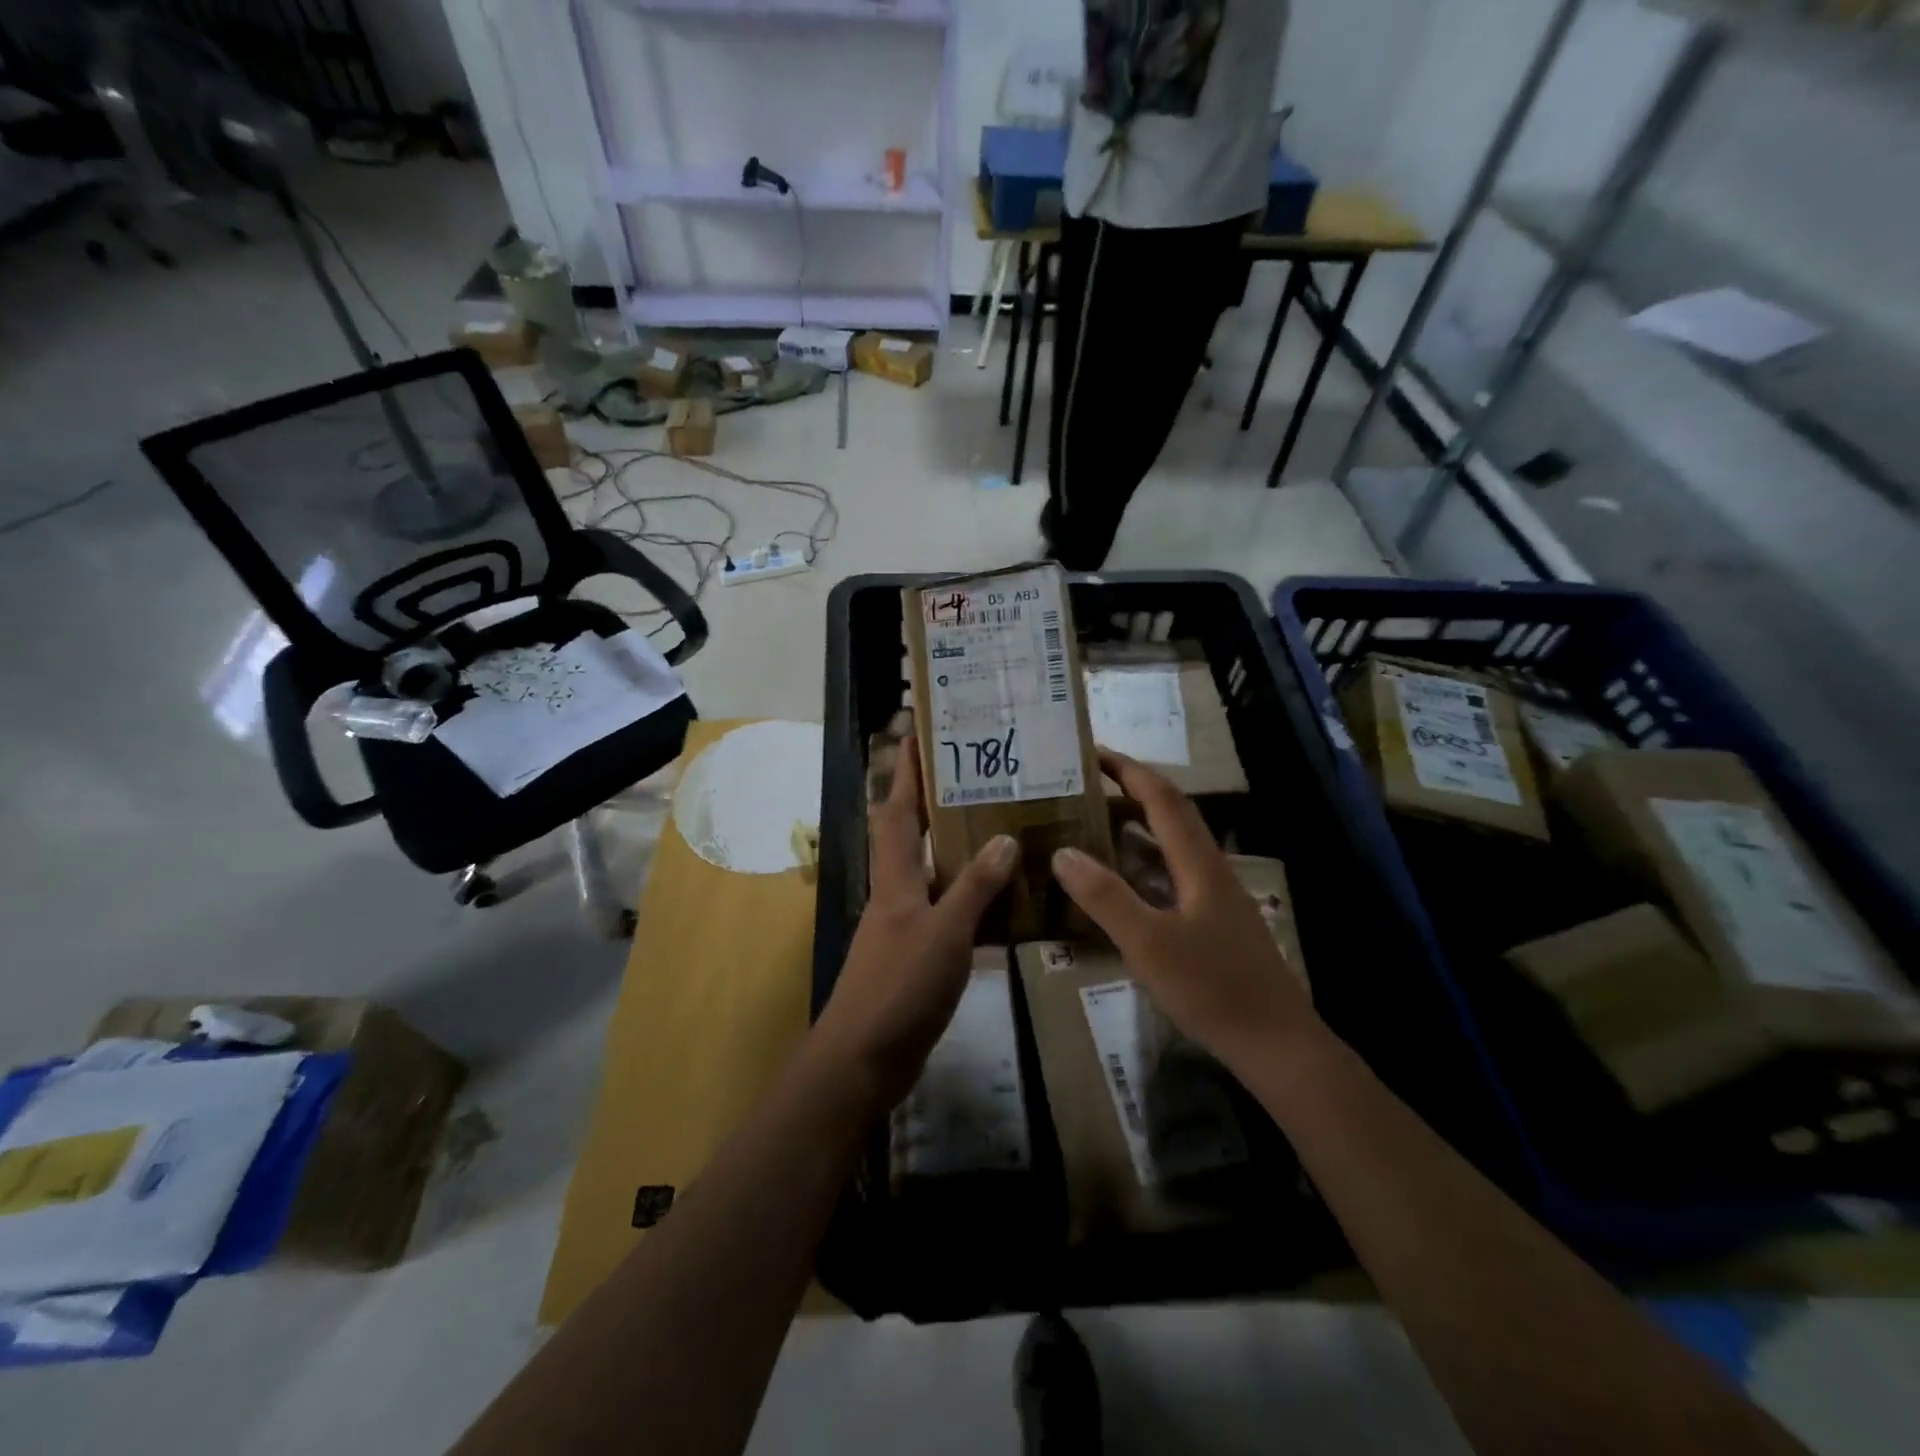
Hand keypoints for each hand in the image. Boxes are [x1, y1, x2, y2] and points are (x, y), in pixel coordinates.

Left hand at [810, 737, 1018, 1113]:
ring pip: (932, 874)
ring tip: (996, 826)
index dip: (906, 773)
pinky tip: (1001, 900)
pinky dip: (969, 899)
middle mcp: (896, 894)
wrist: (863, 1059)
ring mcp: (904, 927)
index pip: (898, 812)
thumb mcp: (944, 933)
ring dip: (956, 850)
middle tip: (974, 776)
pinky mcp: (916, 956)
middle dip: (933, 802)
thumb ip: (975, 887)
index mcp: (896, 880)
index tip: (916, 734)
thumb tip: (1005, 837)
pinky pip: (947, 912)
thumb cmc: (900, 987)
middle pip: (911, 836)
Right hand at [1051, 750, 1320, 1078]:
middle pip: (1172, 814)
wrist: (1277, 1045)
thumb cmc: (1212, 989)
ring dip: (1138, 825)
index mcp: (1199, 864)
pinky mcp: (1216, 923)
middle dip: (1132, 789)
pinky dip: (1145, 863)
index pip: (1162, 799)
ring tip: (1095, 821)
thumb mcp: (1148, 943)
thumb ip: (1105, 897)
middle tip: (1087, 783)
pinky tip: (1124, 881)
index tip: (1092, 752)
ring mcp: (1217, 897)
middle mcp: (1211, 870)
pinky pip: (1174, 875)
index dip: (1128, 771)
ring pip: (1174, 845)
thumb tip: (1062, 852)